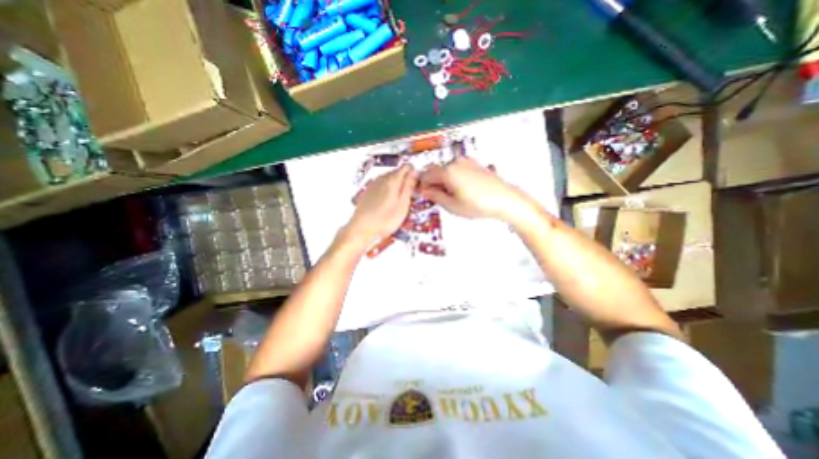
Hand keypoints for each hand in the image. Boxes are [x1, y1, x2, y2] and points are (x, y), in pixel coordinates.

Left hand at [343, 163, 416, 245]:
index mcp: (393, 179)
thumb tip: (415, 171)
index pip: (407, 166)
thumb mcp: (403, 205)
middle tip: (409, 198)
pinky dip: (387, 190)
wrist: (361, 229)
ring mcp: (373, 183)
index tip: (416, 187)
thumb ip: (409, 187)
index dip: (414, 174)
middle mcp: (382, 177)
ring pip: (389, 179)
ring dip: (396, 186)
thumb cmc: (385, 219)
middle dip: (405, 181)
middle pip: (398, 172)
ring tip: (398, 202)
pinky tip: (387, 203)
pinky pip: (382, 185)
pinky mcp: (368, 191)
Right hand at [419, 157, 533, 222]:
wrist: (504, 200)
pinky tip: (461, 190)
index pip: (426, 175)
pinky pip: (457, 169)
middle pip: (436, 170)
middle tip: (437, 198)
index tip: (423, 195)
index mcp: (447, 171)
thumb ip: (434, 196)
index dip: (422, 186)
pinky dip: (453, 178)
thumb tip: (424, 191)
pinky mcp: (475, 164)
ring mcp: (466, 162)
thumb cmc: (478, 204)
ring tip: (452, 196)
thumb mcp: (452, 205)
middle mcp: (455, 162)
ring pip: (447, 170)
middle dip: (433, 183)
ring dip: (443, 181)